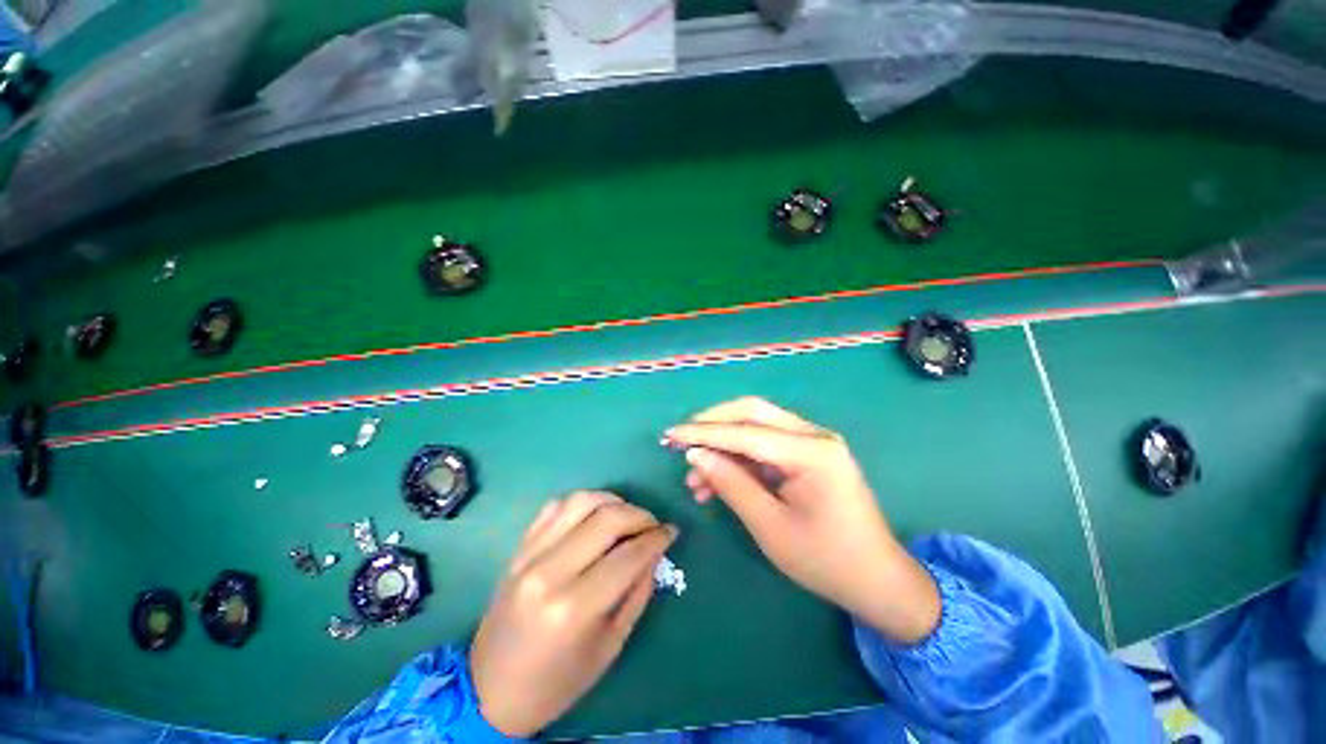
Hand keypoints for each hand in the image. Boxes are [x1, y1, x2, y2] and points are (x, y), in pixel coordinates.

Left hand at [470, 491, 676, 736]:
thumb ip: (636, 592)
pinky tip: (594, 516)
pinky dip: (582, 503)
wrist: (490, 690)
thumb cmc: (557, 681)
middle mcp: (549, 572)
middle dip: (640, 515)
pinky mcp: (518, 548)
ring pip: (581, 501)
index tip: (671, 532)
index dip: (656, 539)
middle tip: (653, 525)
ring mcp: (529, 555)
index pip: (628, 555)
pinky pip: (555, 506)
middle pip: (606, 519)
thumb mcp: (609, 646)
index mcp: (573, 608)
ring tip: (626, 516)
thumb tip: (655, 551)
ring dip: (612, 501)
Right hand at [666, 397, 938, 643]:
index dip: (703, 433)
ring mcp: (813, 442)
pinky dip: (739, 457)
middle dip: (712, 423)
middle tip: (681, 441)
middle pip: (752, 412)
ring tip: (695, 479)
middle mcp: (814, 435)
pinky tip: (719, 480)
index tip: (670, 436)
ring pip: (756, 426)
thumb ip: (731, 484)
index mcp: (812, 452)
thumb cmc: (825, 561)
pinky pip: (766, 444)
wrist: (877, 581)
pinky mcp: (808, 453)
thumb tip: (695, 455)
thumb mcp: (770, 527)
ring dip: (723, 445)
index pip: (745, 432)